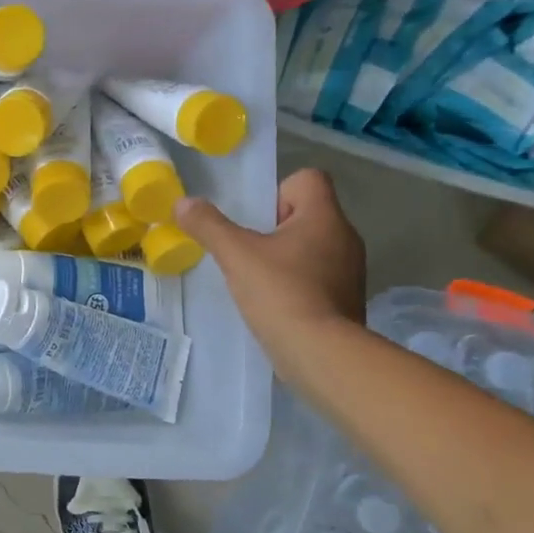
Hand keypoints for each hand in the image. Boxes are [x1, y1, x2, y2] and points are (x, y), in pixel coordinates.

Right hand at [173, 167, 366, 364]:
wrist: (321, 353)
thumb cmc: (280, 293)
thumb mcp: (236, 255)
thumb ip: (208, 226)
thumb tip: (183, 202)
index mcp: (324, 217)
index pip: (308, 179)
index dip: (277, 191)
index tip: (256, 221)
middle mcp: (345, 237)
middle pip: (306, 213)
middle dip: (274, 228)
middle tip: (247, 252)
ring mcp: (350, 270)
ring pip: (312, 247)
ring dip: (285, 257)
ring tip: (258, 281)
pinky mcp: (347, 299)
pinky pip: (318, 277)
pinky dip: (297, 284)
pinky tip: (275, 304)